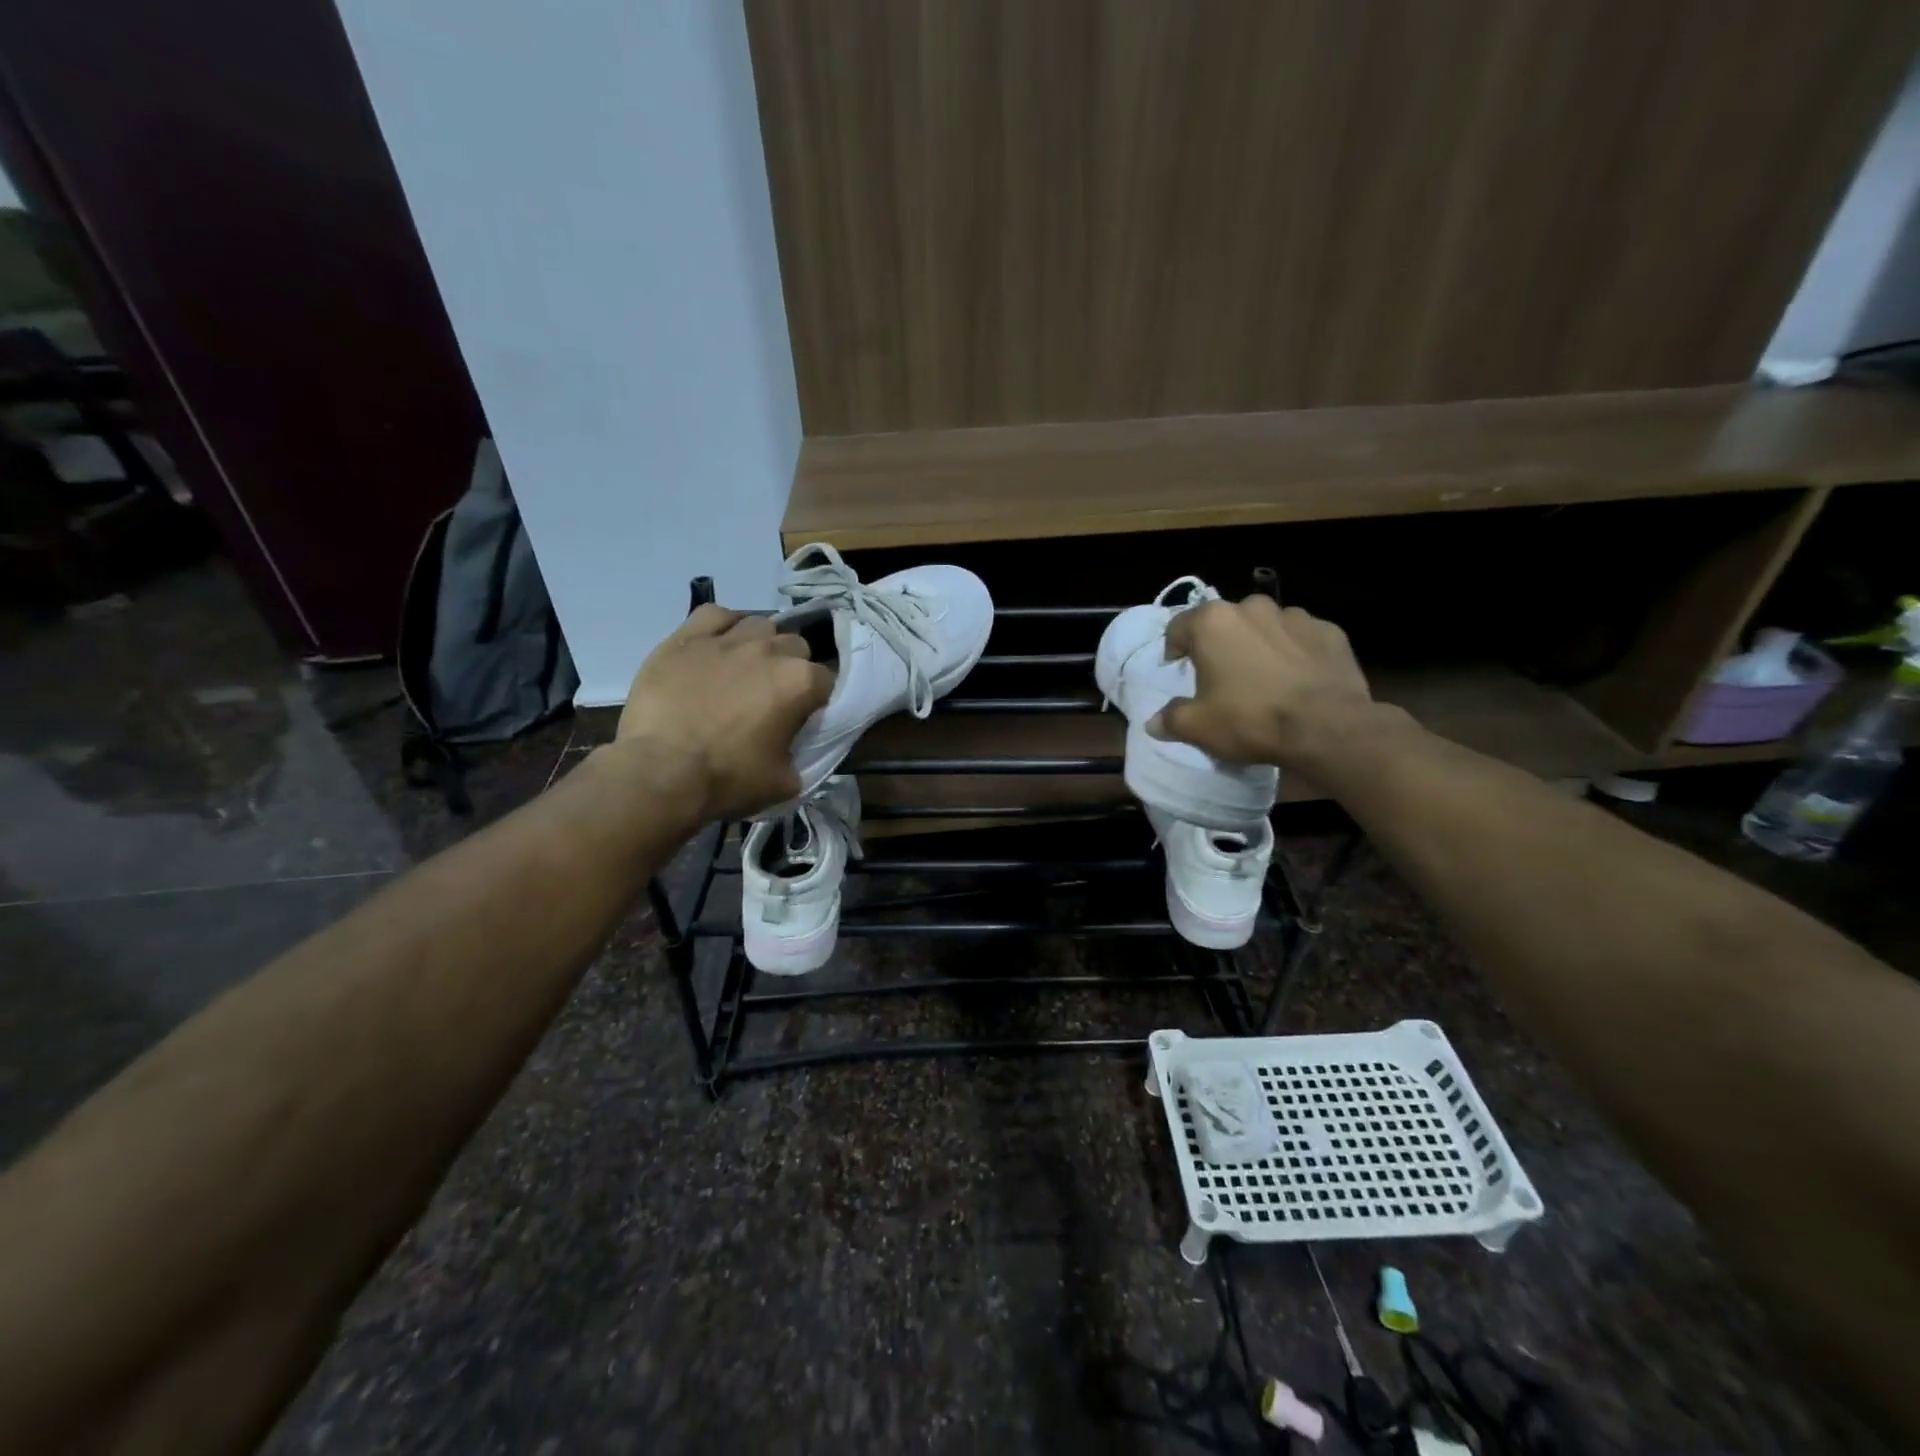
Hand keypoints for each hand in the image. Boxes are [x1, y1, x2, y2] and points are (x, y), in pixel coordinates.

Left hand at [614, 605, 832, 820]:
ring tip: (745, 669)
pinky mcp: (688, 637)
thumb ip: (802, 756)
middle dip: (791, 667)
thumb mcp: (784, 781)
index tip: (803, 717)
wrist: (661, 771)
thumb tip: (798, 749)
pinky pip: (716, 615)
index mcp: (800, 682)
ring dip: (761, 644)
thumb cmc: (728, 779)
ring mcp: (728, 639)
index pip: (825, 680)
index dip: (816, 699)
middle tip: (773, 695)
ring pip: (759, 625)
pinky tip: (717, 646)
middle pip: (795, 646)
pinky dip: (723, 626)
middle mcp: (770, 650)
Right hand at [1149, 596, 1374, 771]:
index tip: (1177, 667)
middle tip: (1221, 675)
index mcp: (1213, 623)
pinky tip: (1296, 679)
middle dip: (1219, 643)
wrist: (1326, 727)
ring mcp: (1295, 616)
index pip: (1179, 626)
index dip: (1174, 648)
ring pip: (1265, 626)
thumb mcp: (1198, 727)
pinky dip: (1294, 652)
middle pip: (1224, 622)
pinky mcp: (1329, 631)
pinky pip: (1301, 638)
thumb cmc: (1250, 719)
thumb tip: (1154, 723)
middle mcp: (1252, 608)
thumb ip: (1171, 719)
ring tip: (1262, 677)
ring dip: (1258, 644)